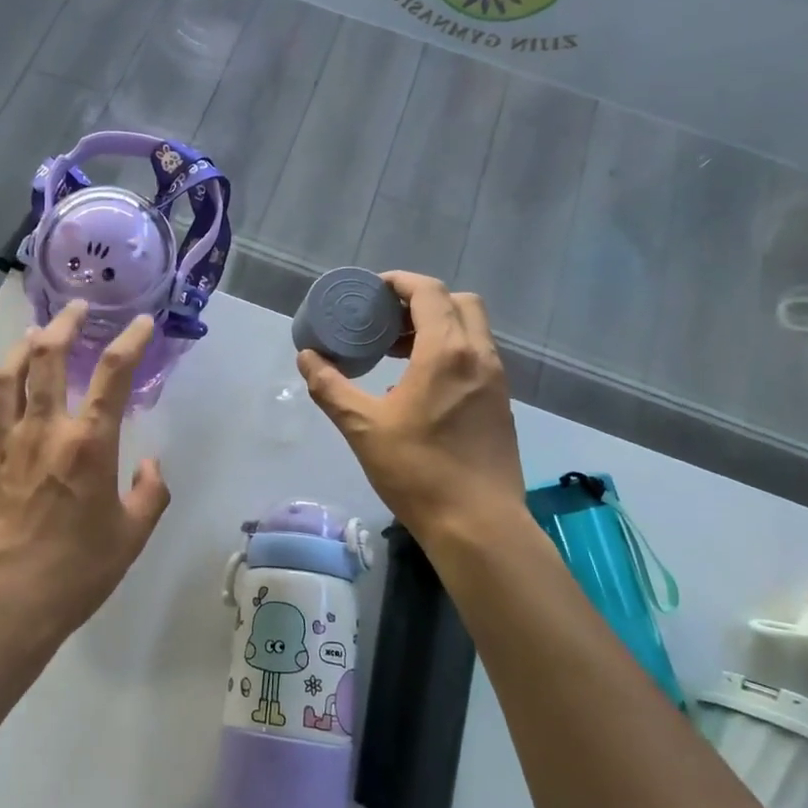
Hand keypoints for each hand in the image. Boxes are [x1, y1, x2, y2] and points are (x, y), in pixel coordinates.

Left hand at [0, 301, 170, 655]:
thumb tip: (150, 464)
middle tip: (77, 308)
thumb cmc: (78, 572)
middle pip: (49, 357)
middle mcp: (44, 431)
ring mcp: (5, 443)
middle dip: (65, 324)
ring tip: (37, 335)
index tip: (139, 323)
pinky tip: (4, 388)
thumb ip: (150, 492)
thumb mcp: (132, 535)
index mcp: (88, 445)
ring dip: (23, 346)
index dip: (130, 341)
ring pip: (8, 375)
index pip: (113, 375)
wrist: (8, 606)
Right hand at [298, 272, 526, 547]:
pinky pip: (476, 358)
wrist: (478, 525)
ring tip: (397, 353)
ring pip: (471, 331)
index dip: (400, 282)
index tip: (373, 291)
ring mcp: (496, 381)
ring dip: (437, 328)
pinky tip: (419, 387)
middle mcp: (479, 356)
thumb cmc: (418, 471)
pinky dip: (450, 353)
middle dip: (422, 302)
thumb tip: (307, 358)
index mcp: (447, 352)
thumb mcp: (363, 427)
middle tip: (387, 322)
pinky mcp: (501, 404)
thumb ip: (331, 387)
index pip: (429, 292)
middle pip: (459, 303)